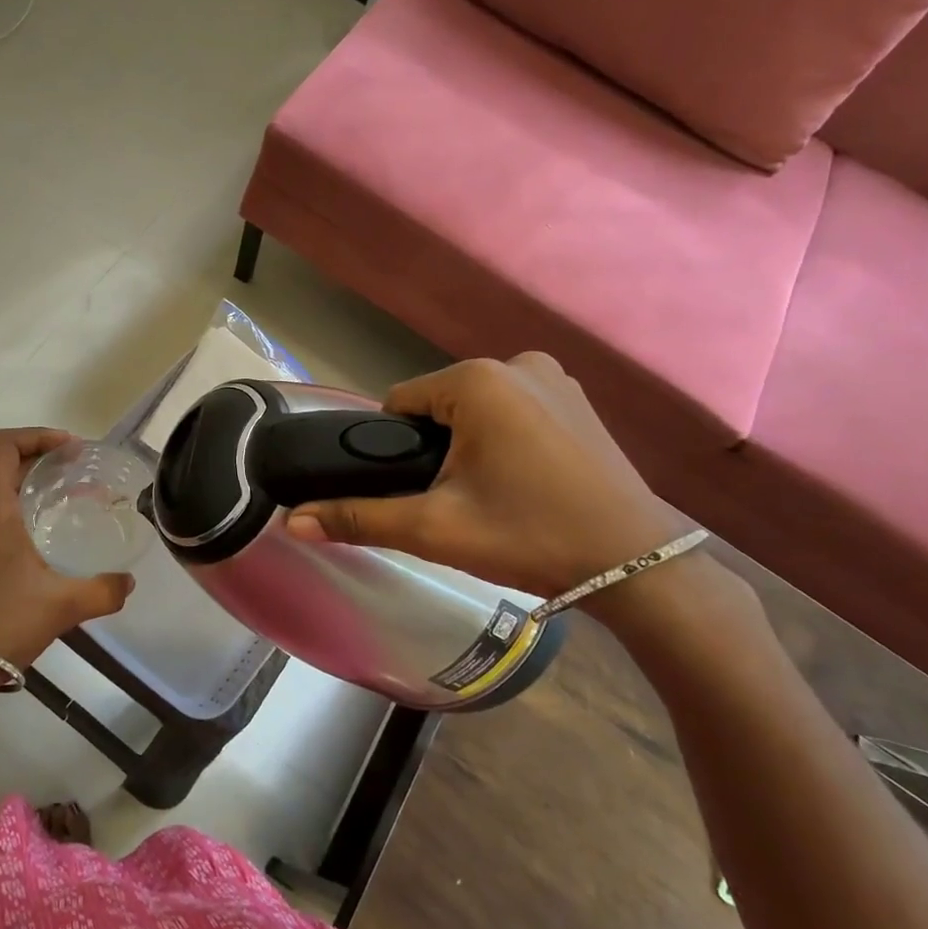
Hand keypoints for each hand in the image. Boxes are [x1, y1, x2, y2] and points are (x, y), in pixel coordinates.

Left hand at [0, 428, 133, 668]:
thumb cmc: (3, 623)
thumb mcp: (63, 605)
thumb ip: (103, 590)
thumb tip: (128, 583)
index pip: (3, 445)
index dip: (37, 435)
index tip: (70, 450)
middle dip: (39, 467)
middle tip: (75, 480)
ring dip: (20, 497)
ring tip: (52, 517)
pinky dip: (1, 523)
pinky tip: (23, 556)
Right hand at [285, 356, 683, 604]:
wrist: (636, 566)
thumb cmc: (529, 537)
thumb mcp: (436, 528)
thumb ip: (359, 518)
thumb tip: (291, 521)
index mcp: (477, 379)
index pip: (399, 405)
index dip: (397, 451)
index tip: (422, 492)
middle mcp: (515, 362)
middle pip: (438, 405)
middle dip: (435, 448)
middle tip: (458, 502)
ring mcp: (553, 376)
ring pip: (474, 408)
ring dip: (468, 443)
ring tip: (492, 495)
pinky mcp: (577, 397)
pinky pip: (512, 408)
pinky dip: (504, 436)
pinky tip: (524, 479)